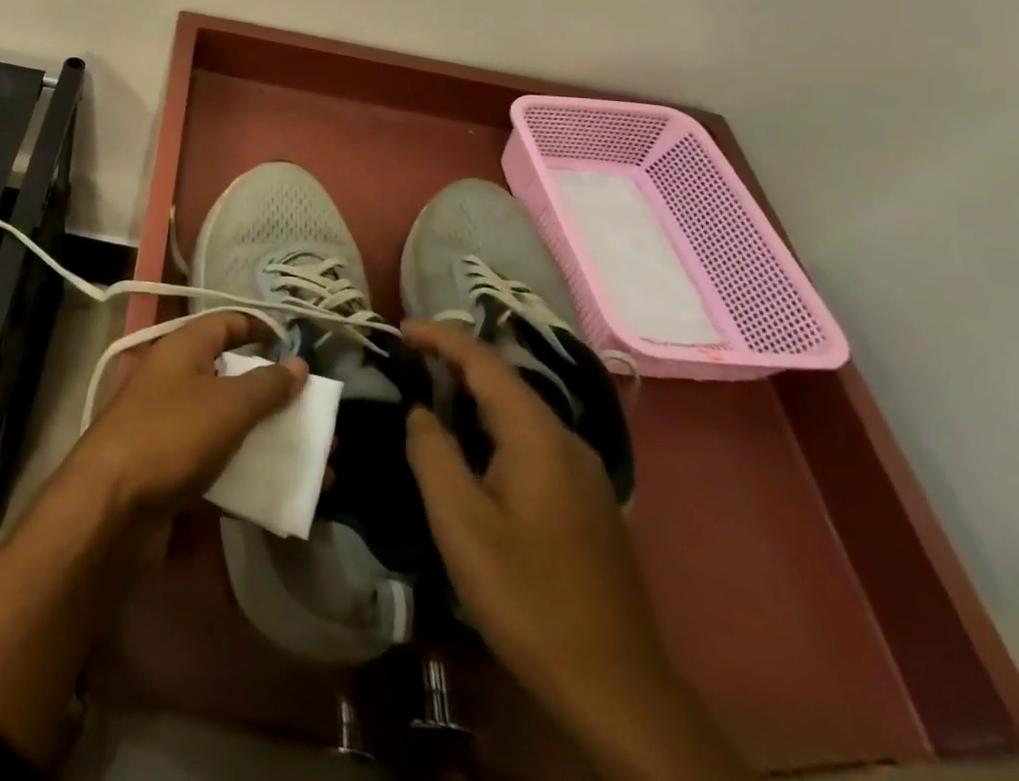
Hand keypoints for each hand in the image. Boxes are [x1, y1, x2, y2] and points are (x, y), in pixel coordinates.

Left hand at [71, 312, 307, 522]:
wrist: (109, 507)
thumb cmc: (170, 436)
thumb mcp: (227, 405)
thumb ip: (266, 386)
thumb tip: (298, 364)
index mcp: (182, 351)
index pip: (224, 324)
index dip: (258, 328)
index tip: (293, 345)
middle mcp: (175, 382)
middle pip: (232, 380)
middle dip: (276, 399)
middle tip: (317, 418)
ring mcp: (171, 429)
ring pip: (230, 428)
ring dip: (270, 443)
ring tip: (316, 465)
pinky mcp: (171, 473)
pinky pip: (220, 468)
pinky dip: (251, 478)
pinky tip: (284, 497)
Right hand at [402, 321, 676, 733]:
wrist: (617, 690)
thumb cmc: (527, 596)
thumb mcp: (460, 522)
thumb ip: (432, 452)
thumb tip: (420, 411)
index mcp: (538, 437)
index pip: (485, 362)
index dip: (441, 338)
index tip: (400, 328)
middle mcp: (567, 443)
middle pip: (506, 382)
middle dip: (456, 362)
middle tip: (408, 358)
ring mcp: (584, 474)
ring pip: (521, 413)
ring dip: (474, 395)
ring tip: (431, 394)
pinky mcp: (587, 504)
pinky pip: (533, 442)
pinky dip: (494, 426)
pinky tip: (473, 449)